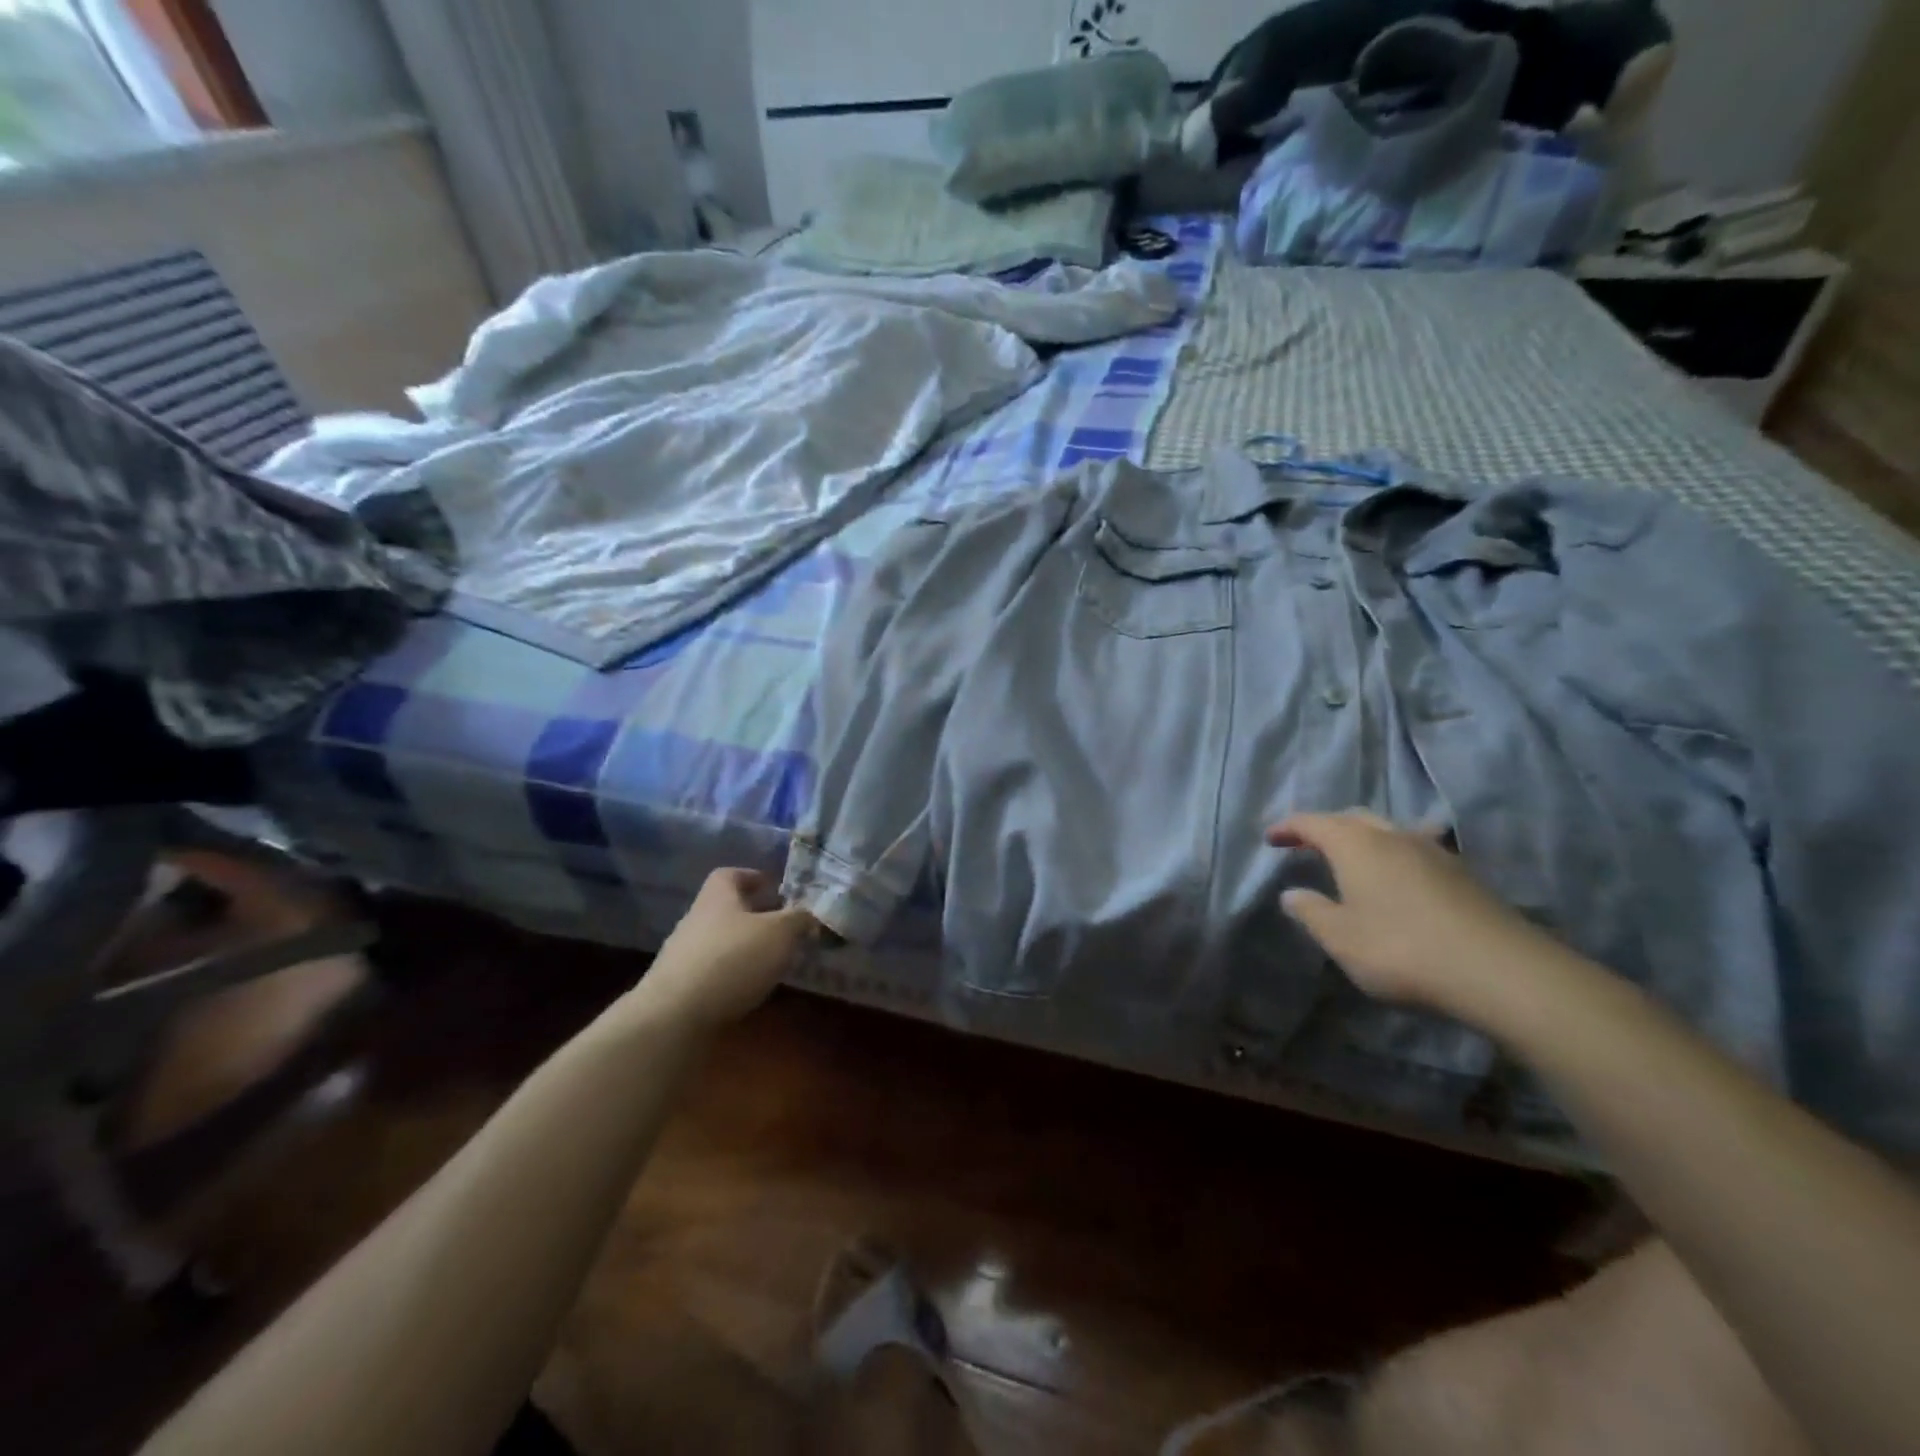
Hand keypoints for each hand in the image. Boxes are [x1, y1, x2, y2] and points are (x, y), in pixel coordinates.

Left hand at [629, 869, 816, 1032]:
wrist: (675, 1018)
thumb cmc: (732, 959)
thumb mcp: (780, 933)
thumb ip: (799, 919)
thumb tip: (812, 914)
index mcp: (717, 897)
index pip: (731, 874)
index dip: (755, 877)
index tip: (777, 889)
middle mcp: (697, 920)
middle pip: (729, 911)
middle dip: (758, 917)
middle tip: (788, 929)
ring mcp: (685, 956)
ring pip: (724, 944)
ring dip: (748, 950)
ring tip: (778, 962)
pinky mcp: (682, 990)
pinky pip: (716, 974)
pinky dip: (736, 978)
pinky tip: (756, 991)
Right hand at [1268, 810, 1570, 1021]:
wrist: (1500, 971)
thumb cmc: (1401, 949)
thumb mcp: (1341, 938)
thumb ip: (1311, 912)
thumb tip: (1291, 893)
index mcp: (1355, 844)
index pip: (1312, 822)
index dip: (1288, 827)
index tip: (1270, 838)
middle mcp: (1392, 836)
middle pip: (1352, 818)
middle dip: (1326, 827)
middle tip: (1307, 844)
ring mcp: (1433, 851)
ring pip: (1388, 830)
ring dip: (1363, 838)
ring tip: (1352, 858)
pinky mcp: (1462, 873)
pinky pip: (1415, 849)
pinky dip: (1394, 855)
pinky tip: (1399, 877)